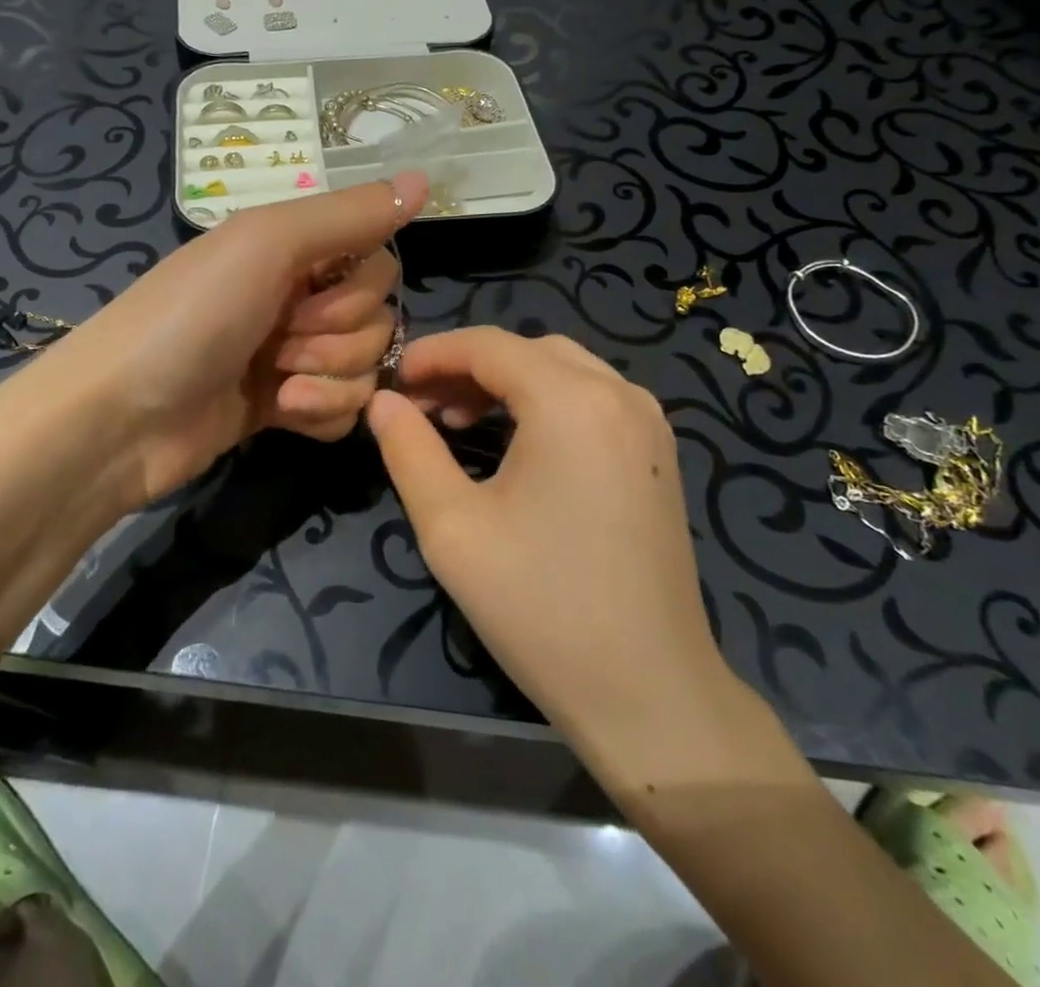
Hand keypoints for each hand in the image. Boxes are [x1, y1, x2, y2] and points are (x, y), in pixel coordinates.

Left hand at [46, 172, 427, 510]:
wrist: (120, 420)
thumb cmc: (191, 316)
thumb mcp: (268, 244)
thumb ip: (348, 214)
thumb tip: (426, 179)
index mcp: (292, 249)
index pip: (377, 259)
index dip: (358, 287)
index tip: (310, 294)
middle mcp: (296, 296)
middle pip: (377, 317)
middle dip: (337, 335)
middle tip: (281, 341)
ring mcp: (290, 355)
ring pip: (365, 367)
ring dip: (328, 377)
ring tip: (278, 385)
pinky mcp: (285, 407)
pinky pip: (345, 409)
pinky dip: (321, 413)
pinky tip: (283, 413)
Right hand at [367, 329, 750, 795]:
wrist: (650, 694)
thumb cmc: (540, 608)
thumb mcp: (451, 527)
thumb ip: (408, 450)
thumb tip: (382, 401)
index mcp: (572, 402)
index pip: (488, 345)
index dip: (432, 353)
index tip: (391, 380)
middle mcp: (619, 394)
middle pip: (527, 351)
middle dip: (466, 367)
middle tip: (420, 406)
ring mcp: (647, 423)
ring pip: (561, 370)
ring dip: (505, 383)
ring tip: (457, 423)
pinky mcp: (657, 454)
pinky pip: (590, 399)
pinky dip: (543, 402)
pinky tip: (513, 442)